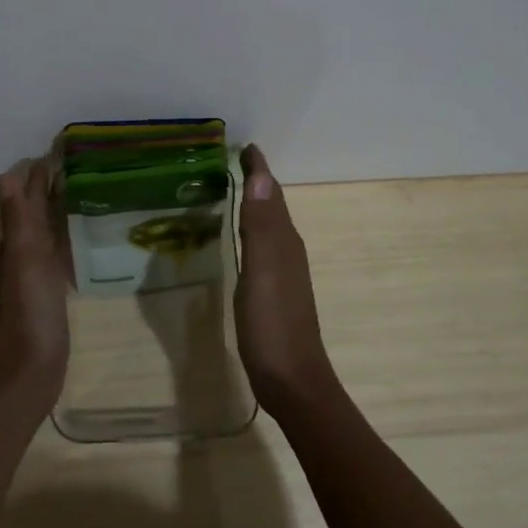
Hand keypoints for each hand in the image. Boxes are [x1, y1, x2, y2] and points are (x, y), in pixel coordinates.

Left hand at [0, 158, 71, 407]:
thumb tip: (7, 174)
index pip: (27, 199)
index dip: (39, 177)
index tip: (59, 151)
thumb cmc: (28, 314)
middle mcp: (21, 257)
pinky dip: (67, 242)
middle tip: (78, 166)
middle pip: (35, 215)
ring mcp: (35, 279)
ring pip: (47, 235)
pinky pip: (59, 258)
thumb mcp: (24, 261)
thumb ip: (18, 220)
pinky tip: (82, 242)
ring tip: (83, 194)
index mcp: (15, 245)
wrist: (27, 375)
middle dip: (49, 190)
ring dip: (58, 214)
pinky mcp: (50, 298)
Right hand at [236, 145, 338, 421]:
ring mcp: (284, 273)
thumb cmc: (273, 325)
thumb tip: (262, 175)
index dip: (259, 169)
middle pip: (273, 205)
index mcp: (284, 241)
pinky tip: (242, 238)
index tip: (245, 145)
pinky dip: (253, 230)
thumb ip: (260, 225)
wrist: (292, 382)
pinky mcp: (275, 292)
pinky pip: (264, 247)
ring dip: (256, 204)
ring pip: (270, 226)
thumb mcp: (262, 271)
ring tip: (235, 189)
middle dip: (258, 181)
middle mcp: (287, 250)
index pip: (271, 193)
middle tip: (235, 161)